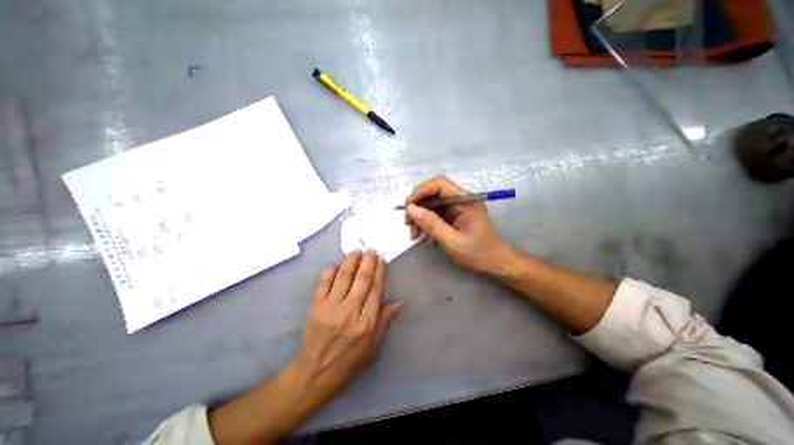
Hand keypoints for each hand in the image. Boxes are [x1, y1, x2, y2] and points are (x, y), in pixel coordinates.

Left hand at [295, 249, 400, 398]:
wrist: (314, 373)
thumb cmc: (348, 361)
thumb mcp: (372, 346)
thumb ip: (384, 320)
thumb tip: (398, 302)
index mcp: (366, 323)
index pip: (375, 290)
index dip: (380, 271)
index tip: (382, 259)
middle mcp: (349, 312)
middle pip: (361, 280)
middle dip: (367, 261)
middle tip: (371, 249)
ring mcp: (330, 308)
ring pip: (343, 277)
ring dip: (351, 261)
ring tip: (356, 251)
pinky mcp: (315, 307)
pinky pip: (324, 283)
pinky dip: (331, 271)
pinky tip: (337, 264)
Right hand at [406, 174, 512, 274]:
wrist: (498, 263)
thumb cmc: (479, 253)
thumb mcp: (452, 241)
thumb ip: (431, 224)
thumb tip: (411, 209)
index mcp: (465, 201)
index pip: (439, 184)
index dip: (420, 191)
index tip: (408, 207)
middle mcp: (462, 200)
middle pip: (433, 194)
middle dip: (418, 208)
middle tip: (408, 224)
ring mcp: (459, 208)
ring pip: (433, 205)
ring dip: (421, 218)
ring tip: (415, 234)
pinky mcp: (456, 216)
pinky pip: (438, 215)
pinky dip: (429, 224)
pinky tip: (427, 238)